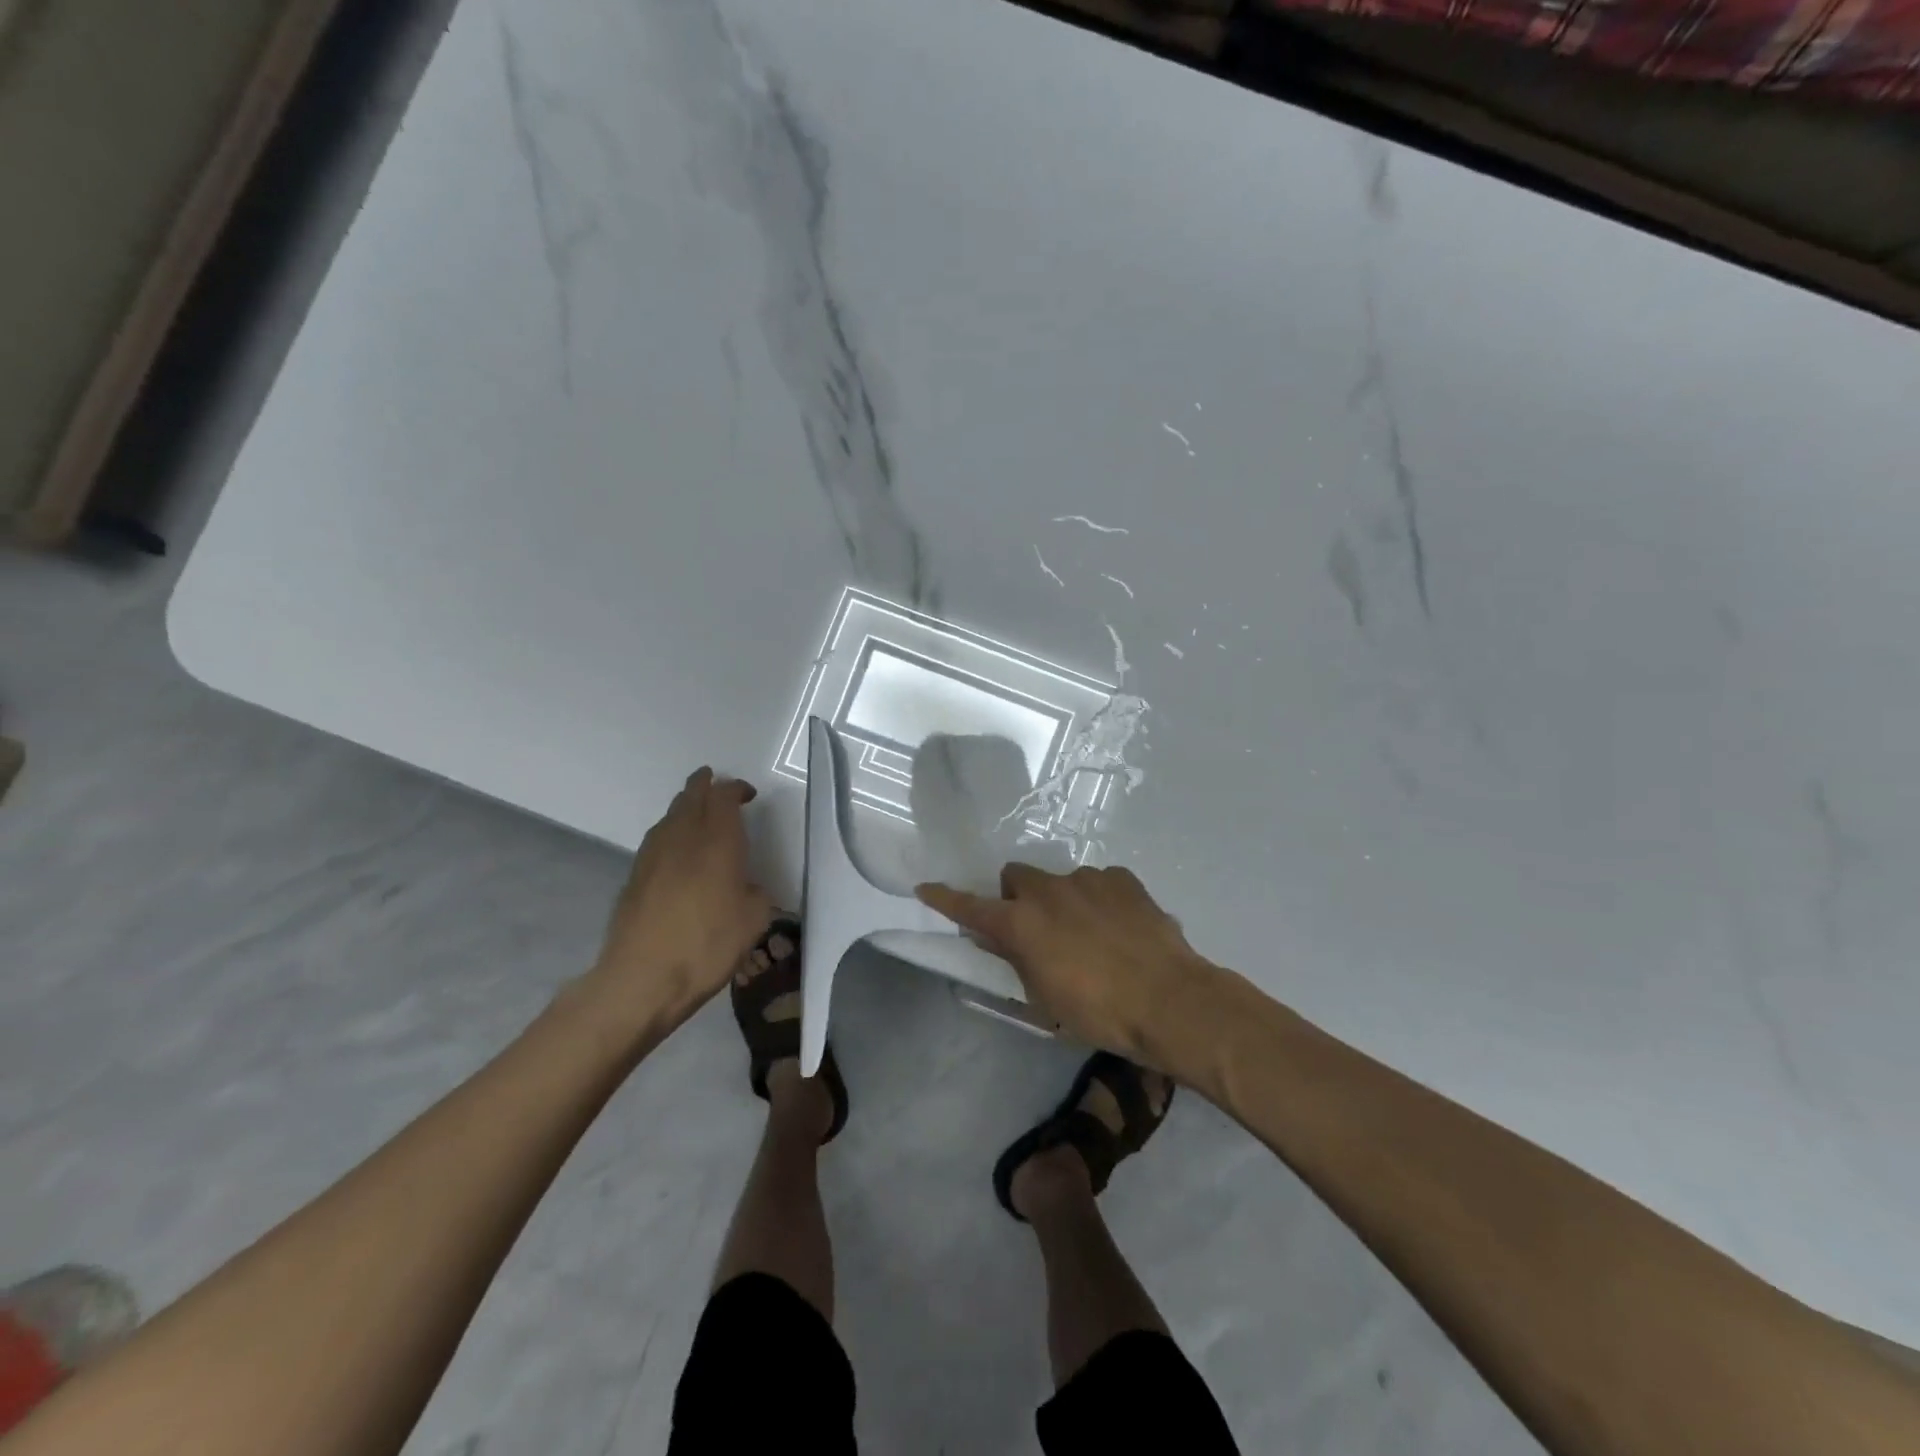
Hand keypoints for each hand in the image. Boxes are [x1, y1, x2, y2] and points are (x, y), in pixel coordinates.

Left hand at [589, 768, 773, 1028]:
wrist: (640, 979)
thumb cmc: (706, 947)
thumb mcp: (753, 922)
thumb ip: (756, 894)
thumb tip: (747, 888)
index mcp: (717, 842)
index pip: (723, 797)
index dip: (735, 789)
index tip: (747, 795)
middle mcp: (683, 837)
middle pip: (691, 796)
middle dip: (704, 785)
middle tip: (715, 783)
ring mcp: (652, 855)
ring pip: (670, 815)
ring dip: (685, 806)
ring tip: (697, 812)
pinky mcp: (634, 876)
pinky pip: (657, 839)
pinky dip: (670, 833)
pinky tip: (676, 849)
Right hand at [916, 864, 1217, 1065]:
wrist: (1170, 1001)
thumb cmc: (1099, 1012)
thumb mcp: (1045, 999)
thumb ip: (1016, 961)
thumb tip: (997, 941)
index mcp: (1021, 924)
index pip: (971, 907)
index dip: (946, 899)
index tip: (926, 888)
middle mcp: (1048, 891)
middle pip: (1016, 876)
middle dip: (1017, 896)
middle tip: (1035, 928)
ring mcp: (1087, 879)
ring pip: (1060, 880)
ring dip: (1062, 901)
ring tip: (1090, 935)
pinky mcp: (1121, 878)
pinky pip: (1098, 882)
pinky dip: (1098, 900)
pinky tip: (1120, 928)